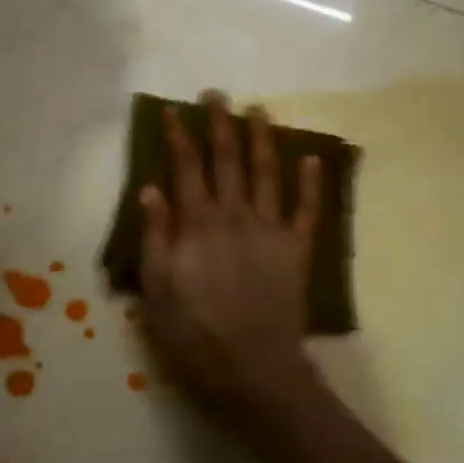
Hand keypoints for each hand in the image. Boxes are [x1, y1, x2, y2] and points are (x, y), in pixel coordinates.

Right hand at [139, 91, 321, 413]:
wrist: (252, 367)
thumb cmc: (194, 333)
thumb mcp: (157, 289)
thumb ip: (155, 236)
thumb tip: (152, 189)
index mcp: (198, 224)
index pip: (186, 168)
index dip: (179, 136)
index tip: (172, 111)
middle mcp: (235, 215)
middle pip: (227, 160)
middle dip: (220, 124)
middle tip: (217, 95)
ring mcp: (271, 229)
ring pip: (267, 173)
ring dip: (262, 139)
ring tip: (258, 110)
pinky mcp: (297, 249)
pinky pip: (306, 209)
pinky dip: (310, 183)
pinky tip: (311, 158)